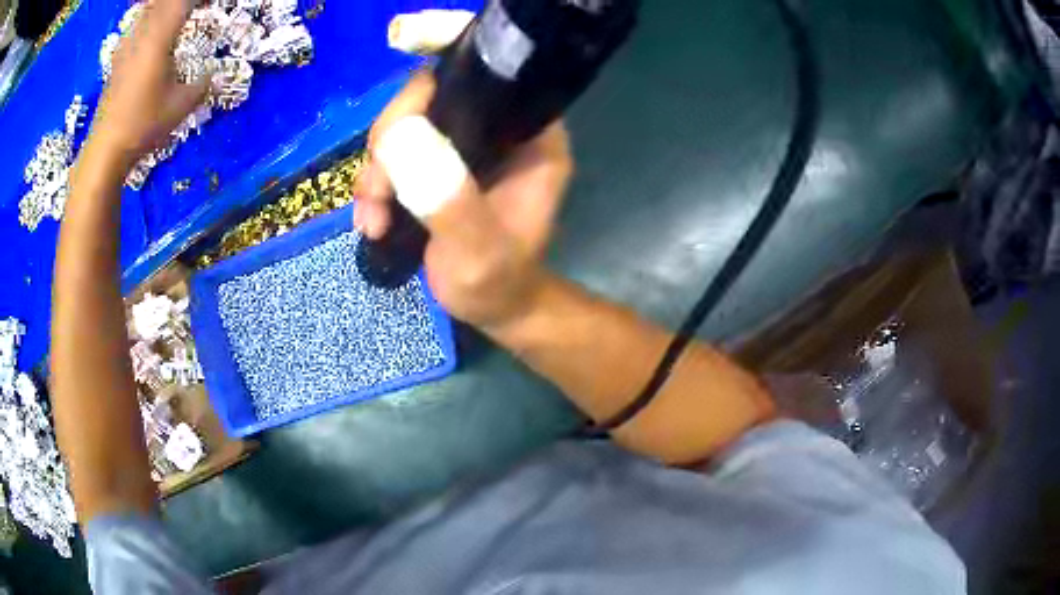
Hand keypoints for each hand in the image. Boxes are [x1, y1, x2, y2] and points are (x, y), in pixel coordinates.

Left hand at [88, 0, 206, 166]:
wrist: (105, 150)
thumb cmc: (143, 126)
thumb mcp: (181, 107)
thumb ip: (203, 84)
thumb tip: (217, 74)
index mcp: (160, 38)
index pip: (184, 2)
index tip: (213, 2)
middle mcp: (143, 34)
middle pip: (165, 1)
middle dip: (182, 1)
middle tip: (198, 7)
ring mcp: (127, 45)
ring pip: (149, 8)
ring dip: (165, 6)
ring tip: (178, 13)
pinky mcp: (118, 58)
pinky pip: (137, 23)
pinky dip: (150, 17)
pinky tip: (153, 28)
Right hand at [354, 72, 572, 329]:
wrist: (491, 309)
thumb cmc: (498, 283)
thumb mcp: (477, 251)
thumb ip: (449, 199)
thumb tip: (405, 135)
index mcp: (530, 136)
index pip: (480, 82)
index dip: (428, 94)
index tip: (392, 133)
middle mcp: (498, 129)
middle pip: (429, 100)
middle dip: (389, 145)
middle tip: (377, 193)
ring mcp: (465, 146)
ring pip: (404, 129)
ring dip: (376, 173)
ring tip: (373, 222)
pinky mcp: (438, 164)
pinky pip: (394, 156)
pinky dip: (374, 186)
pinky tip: (372, 223)